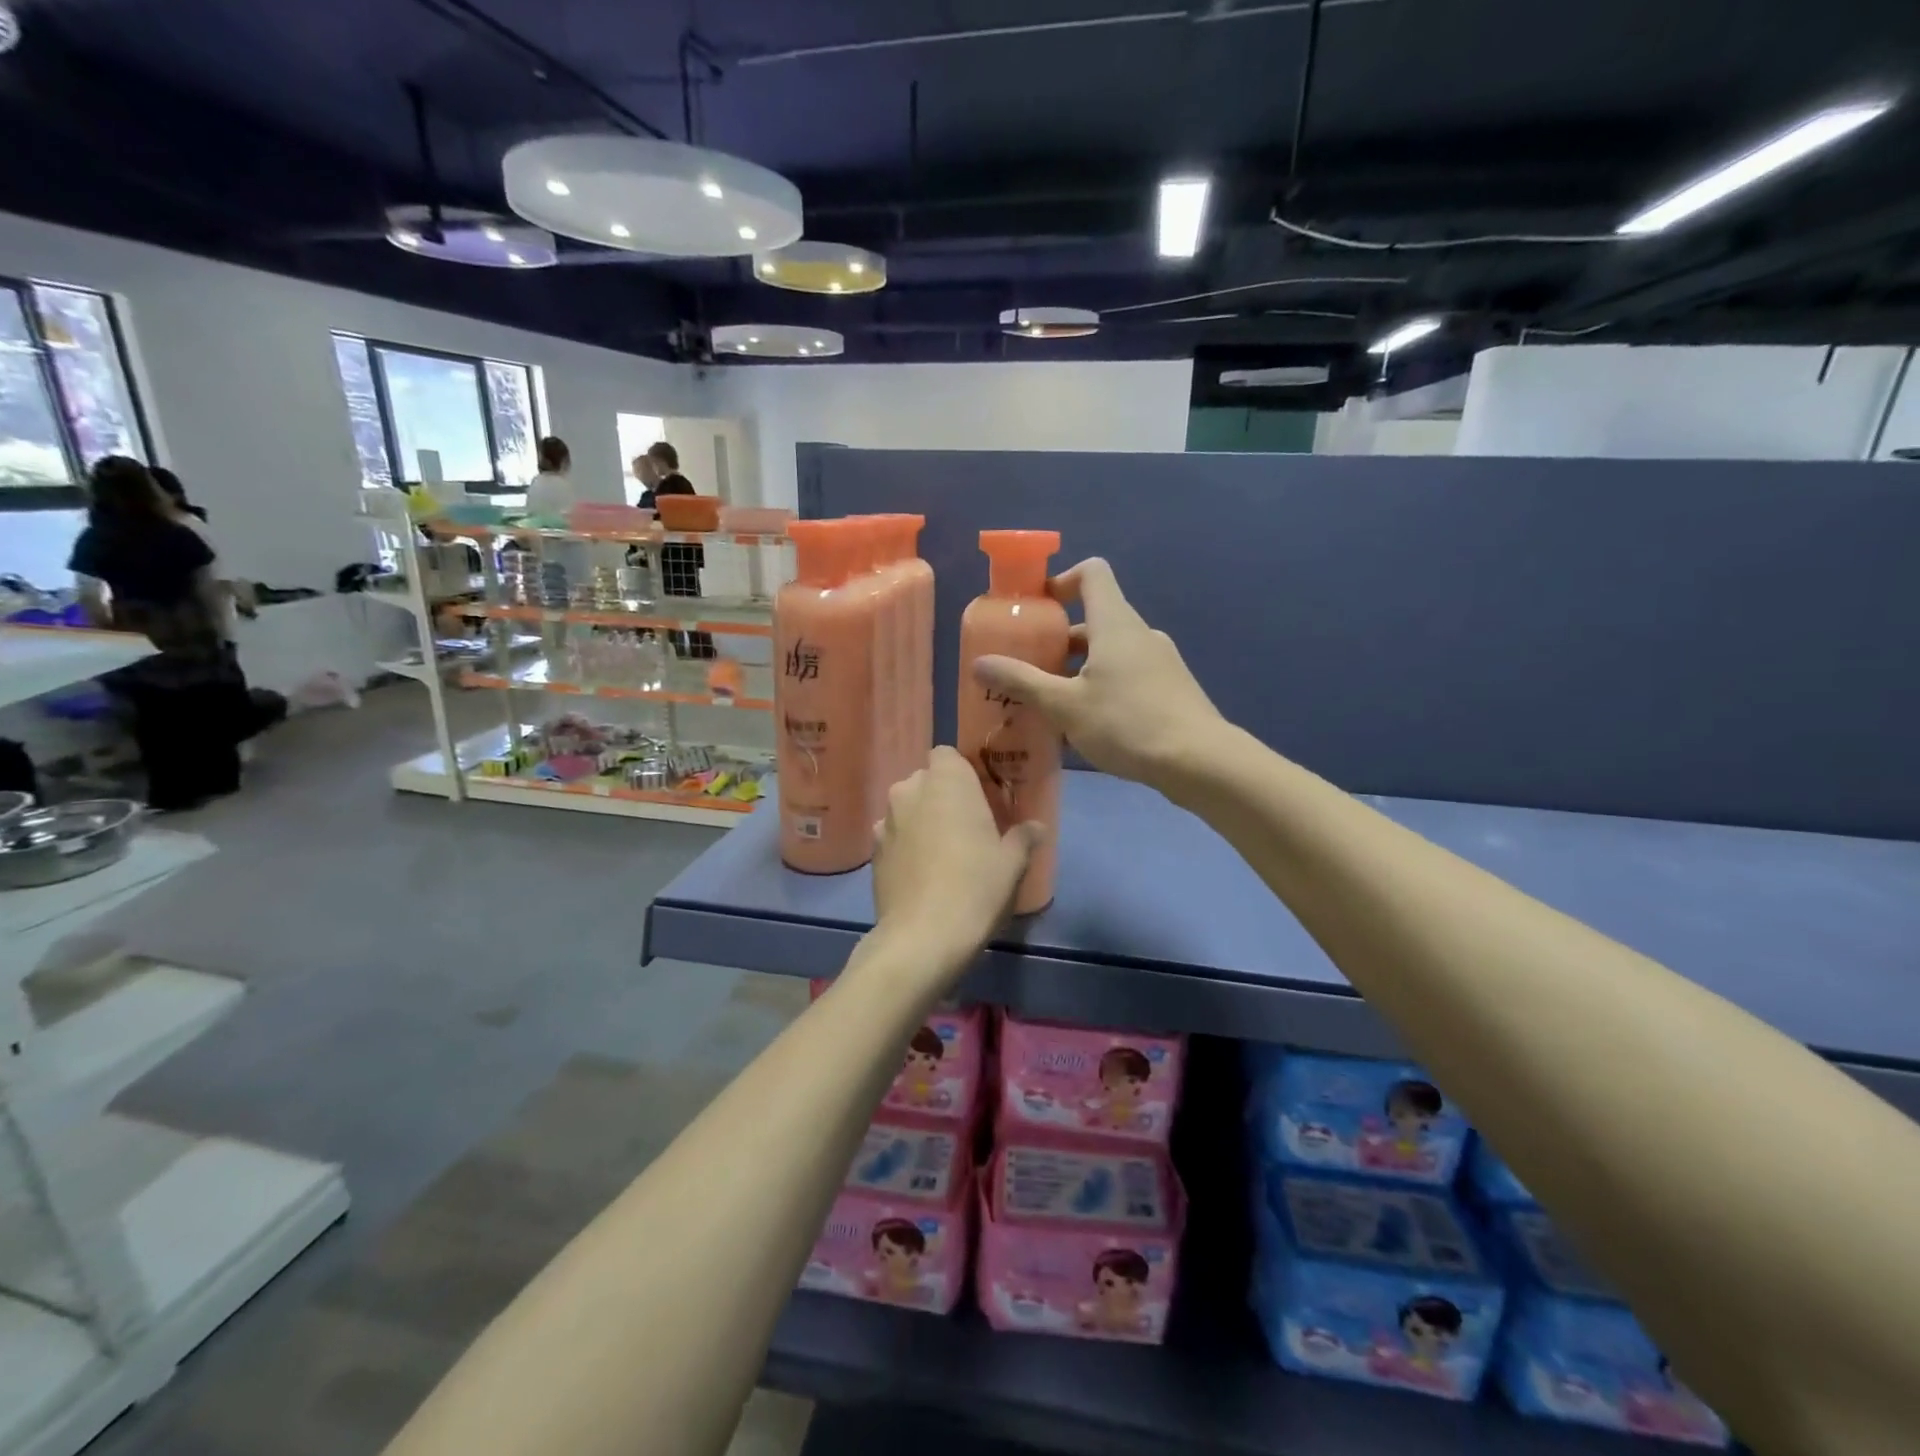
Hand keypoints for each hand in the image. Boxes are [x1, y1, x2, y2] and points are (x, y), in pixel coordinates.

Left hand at [871, 747, 1040, 968]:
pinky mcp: (873, 851)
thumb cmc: (976, 887)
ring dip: (921, 820)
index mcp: (946, 781)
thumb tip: (1036, 827)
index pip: (946, 754)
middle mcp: (910, 790)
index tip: (978, 797)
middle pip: (925, 780)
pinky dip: (906, 845)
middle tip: (966, 826)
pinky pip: (894, 835)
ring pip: (907, 808)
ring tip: (942, 852)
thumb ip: (1023, 837)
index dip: (961, 773)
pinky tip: (921, 873)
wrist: (922, 936)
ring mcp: (886, 821)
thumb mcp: (1012, 863)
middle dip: (942, 796)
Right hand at [973, 558, 1221, 789]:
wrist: (1199, 761)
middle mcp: (1139, 632)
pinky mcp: (1170, 687)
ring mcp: (1159, 660)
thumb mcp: (1064, 705)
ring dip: (1079, 666)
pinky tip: (1088, 723)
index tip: (1036, 608)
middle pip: (1095, 616)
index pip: (1092, 572)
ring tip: (1052, 701)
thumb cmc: (1127, 723)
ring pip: (1110, 650)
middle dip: (1059, 637)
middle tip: (1030, 666)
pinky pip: (1128, 673)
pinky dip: (1103, 684)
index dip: (1061, 580)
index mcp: (1115, 622)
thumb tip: (980, 663)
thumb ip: (1021, 682)